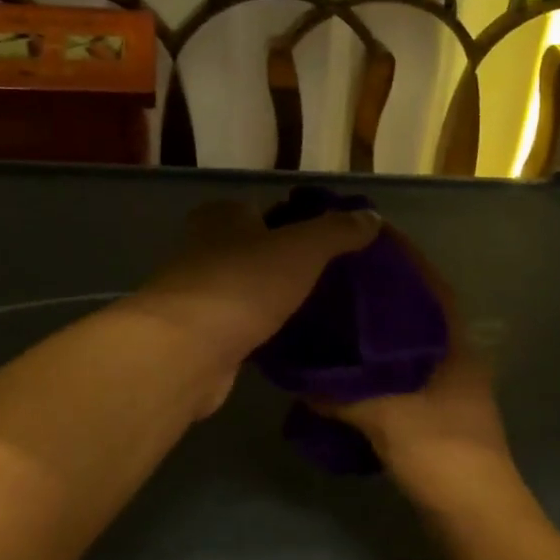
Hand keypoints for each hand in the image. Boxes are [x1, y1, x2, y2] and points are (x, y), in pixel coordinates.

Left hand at [131, 200, 379, 412]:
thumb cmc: (244, 284)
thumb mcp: (302, 248)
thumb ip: (337, 231)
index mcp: (223, 216)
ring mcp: (200, 293)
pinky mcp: (201, 335)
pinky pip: (242, 325)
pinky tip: (291, 339)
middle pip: (256, 250)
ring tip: (319, 309)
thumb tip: (371, 216)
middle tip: (332, 279)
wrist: (188, 350)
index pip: (267, 209)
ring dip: (275, 298)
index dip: (300, 222)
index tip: (333, 243)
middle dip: (288, 262)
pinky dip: (263, 329)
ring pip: (249, 289)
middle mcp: (205, 248)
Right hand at [322, 229, 513, 500]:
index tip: (368, 236)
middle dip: (383, 290)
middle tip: (338, 273)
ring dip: (378, 328)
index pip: (429, 284)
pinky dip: (375, 364)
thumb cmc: (441, 451)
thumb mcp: (386, 416)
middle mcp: (455, 356)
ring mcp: (448, 385)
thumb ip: (341, 394)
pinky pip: (400, 373)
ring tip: (336, 313)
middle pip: (417, 310)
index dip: (403, 257)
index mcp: (454, 343)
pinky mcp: (435, 411)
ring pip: (408, 343)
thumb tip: (300, 379)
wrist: (475, 511)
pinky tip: (346, 368)